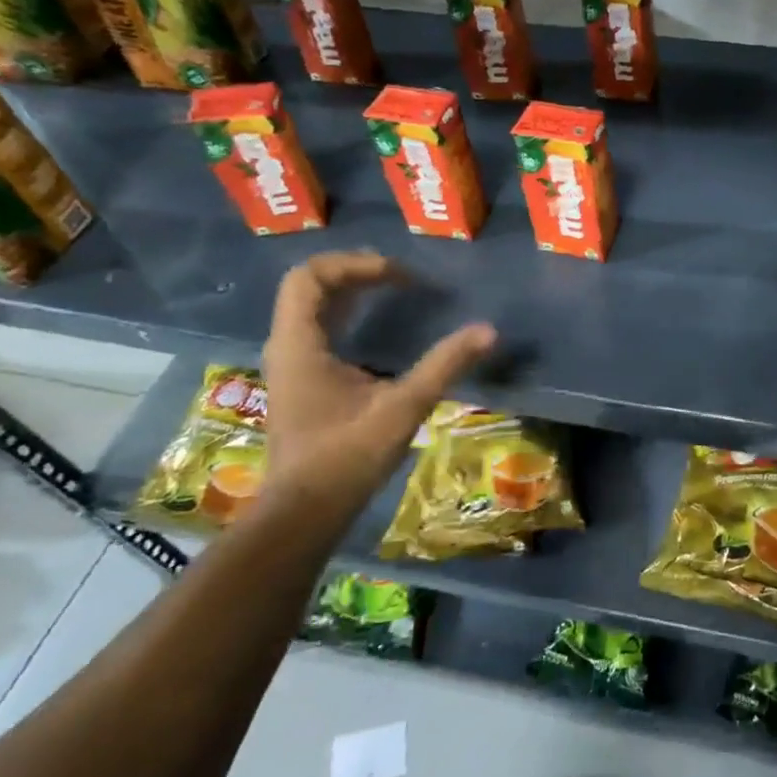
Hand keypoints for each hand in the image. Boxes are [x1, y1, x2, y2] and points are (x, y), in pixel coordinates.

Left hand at [260, 251, 495, 524]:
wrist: (304, 512)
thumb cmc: (347, 458)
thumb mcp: (403, 408)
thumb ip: (444, 365)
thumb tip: (488, 331)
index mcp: (300, 344)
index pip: (310, 276)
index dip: (355, 264)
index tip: (399, 276)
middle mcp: (288, 346)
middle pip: (310, 286)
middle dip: (356, 272)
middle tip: (402, 278)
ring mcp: (291, 364)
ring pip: (313, 307)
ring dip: (351, 292)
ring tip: (395, 291)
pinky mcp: (301, 381)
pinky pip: (319, 329)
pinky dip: (348, 315)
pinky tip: (378, 327)